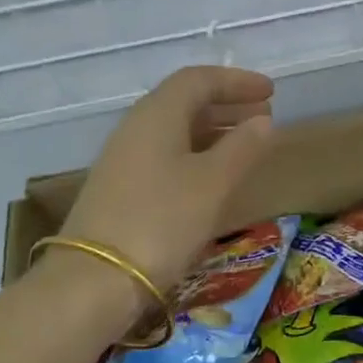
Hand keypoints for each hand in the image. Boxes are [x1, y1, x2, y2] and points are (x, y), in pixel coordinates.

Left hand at [57, 67, 275, 297]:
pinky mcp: (119, 187)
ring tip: (246, 144)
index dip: (237, 81)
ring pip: (175, 128)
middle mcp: (137, 126)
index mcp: (158, 113)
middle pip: (185, 100)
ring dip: (213, 130)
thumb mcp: (213, 183)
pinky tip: (212, 176)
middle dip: (227, 104)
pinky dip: (196, 152)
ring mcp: (124, 158)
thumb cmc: (161, 221)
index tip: (271, 92)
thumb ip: (242, 147)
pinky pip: (165, 153)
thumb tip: (263, 122)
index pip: (199, 79)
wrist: (92, 282)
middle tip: (264, 117)